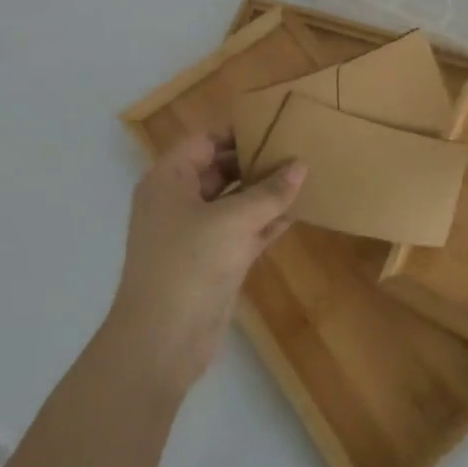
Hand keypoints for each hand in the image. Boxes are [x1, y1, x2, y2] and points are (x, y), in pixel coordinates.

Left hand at [106, 132, 303, 391]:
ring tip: (305, 174)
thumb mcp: (233, 221)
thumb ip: (269, 192)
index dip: (239, 132)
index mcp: (169, 180)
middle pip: (221, 169)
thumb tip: (301, 165)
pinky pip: (242, 230)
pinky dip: (266, 221)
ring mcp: (195, 233)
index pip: (205, 141)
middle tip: (298, 148)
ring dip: (265, 192)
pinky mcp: (213, 261)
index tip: (276, 123)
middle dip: (257, 161)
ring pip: (234, 201)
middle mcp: (179, 201)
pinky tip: (298, 210)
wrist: (162, 343)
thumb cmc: (189, 265)